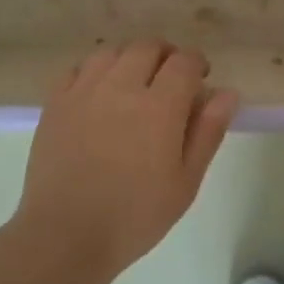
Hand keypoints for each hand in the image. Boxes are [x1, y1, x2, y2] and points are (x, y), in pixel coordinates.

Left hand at [16, 39, 238, 278]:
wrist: (65, 236)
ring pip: (112, 51)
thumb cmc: (135, 216)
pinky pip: (79, 68)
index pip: (184, 61)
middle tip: (171, 80)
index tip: (200, 79)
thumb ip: (208, 132)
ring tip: (135, 83)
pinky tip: (100, 93)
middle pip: (148, 47)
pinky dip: (96, 71)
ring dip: (130, 58)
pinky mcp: (56, 102)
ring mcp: (84, 91)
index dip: (196, 63)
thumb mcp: (186, 182)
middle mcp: (121, 87)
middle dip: (166, 56)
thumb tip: (227, 93)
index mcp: (159, 106)